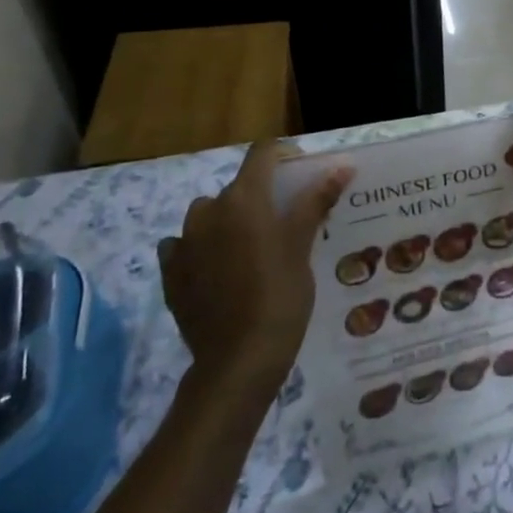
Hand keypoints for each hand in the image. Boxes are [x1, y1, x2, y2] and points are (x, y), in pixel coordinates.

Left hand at [158, 142, 351, 384]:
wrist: (238, 359)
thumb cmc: (280, 294)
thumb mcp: (303, 244)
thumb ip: (317, 200)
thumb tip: (342, 166)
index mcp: (243, 198)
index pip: (262, 153)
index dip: (284, 155)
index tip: (303, 174)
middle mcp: (208, 211)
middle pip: (238, 186)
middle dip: (261, 195)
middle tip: (286, 222)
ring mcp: (184, 243)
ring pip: (209, 215)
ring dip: (228, 220)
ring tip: (252, 248)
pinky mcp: (170, 274)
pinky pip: (185, 246)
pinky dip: (202, 248)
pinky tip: (219, 270)